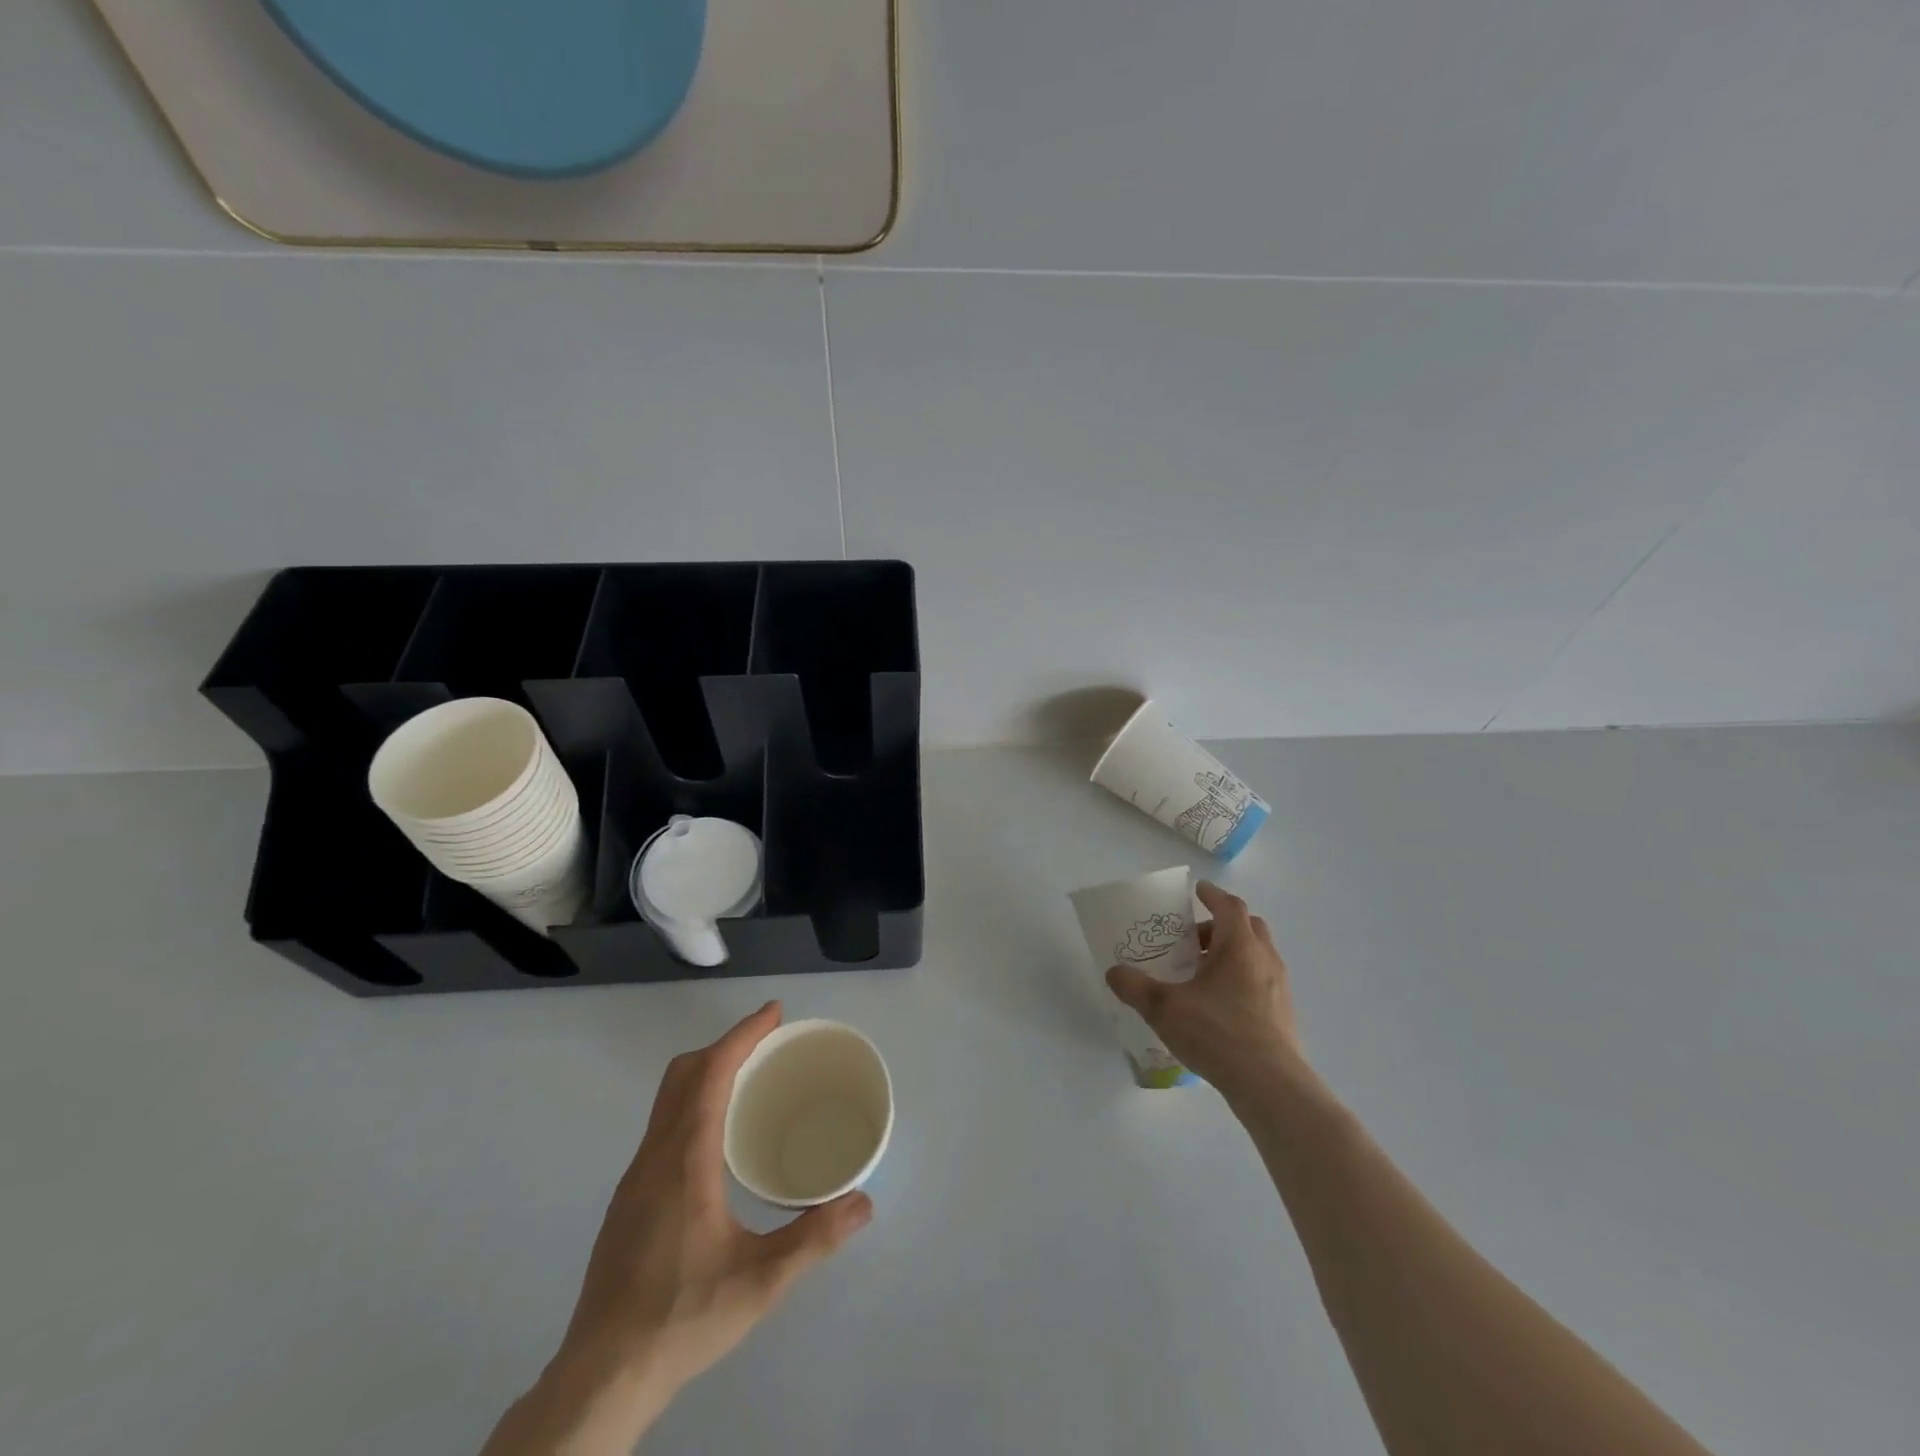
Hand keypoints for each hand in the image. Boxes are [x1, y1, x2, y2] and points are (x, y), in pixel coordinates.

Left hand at [483, 1003, 871, 1454]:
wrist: (601, 1376)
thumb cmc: (682, 1318)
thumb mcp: (760, 1281)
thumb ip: (815, 1238)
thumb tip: (864, 1202)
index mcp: (685, 1158)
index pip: (711, 1072)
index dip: (743, 1034)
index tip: (774, 1013)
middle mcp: (655, 1155)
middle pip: (683, 1073)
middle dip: (725, 1045)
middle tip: (767, 1044)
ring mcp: (635, 1177)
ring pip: (667, 1099)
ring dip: (706, 1073)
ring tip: (748, 1082)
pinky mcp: (628, 1200)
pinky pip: (662, 1125)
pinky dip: (692, 1103)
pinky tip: (716, 1140)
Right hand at [1105, 882, 1308, 1102]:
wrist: (1271, 1085)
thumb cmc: (1217, 1033)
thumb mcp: (1164, 1008)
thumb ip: (1135, 987)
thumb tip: (1114, 972)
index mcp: (1239, 946)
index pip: (1229, 906)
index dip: (1213, 895)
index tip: (1198, 890)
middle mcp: (1264, 959)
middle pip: (1248, 927)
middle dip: (1222, 925)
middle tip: (1195, 939)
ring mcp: (1280, 988)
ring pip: (1258, 956)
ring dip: (1233, 954)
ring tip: (1203, 974)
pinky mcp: (1284, 1015)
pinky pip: (1262, 982)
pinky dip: (1242, 980)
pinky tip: (1220, 1006)